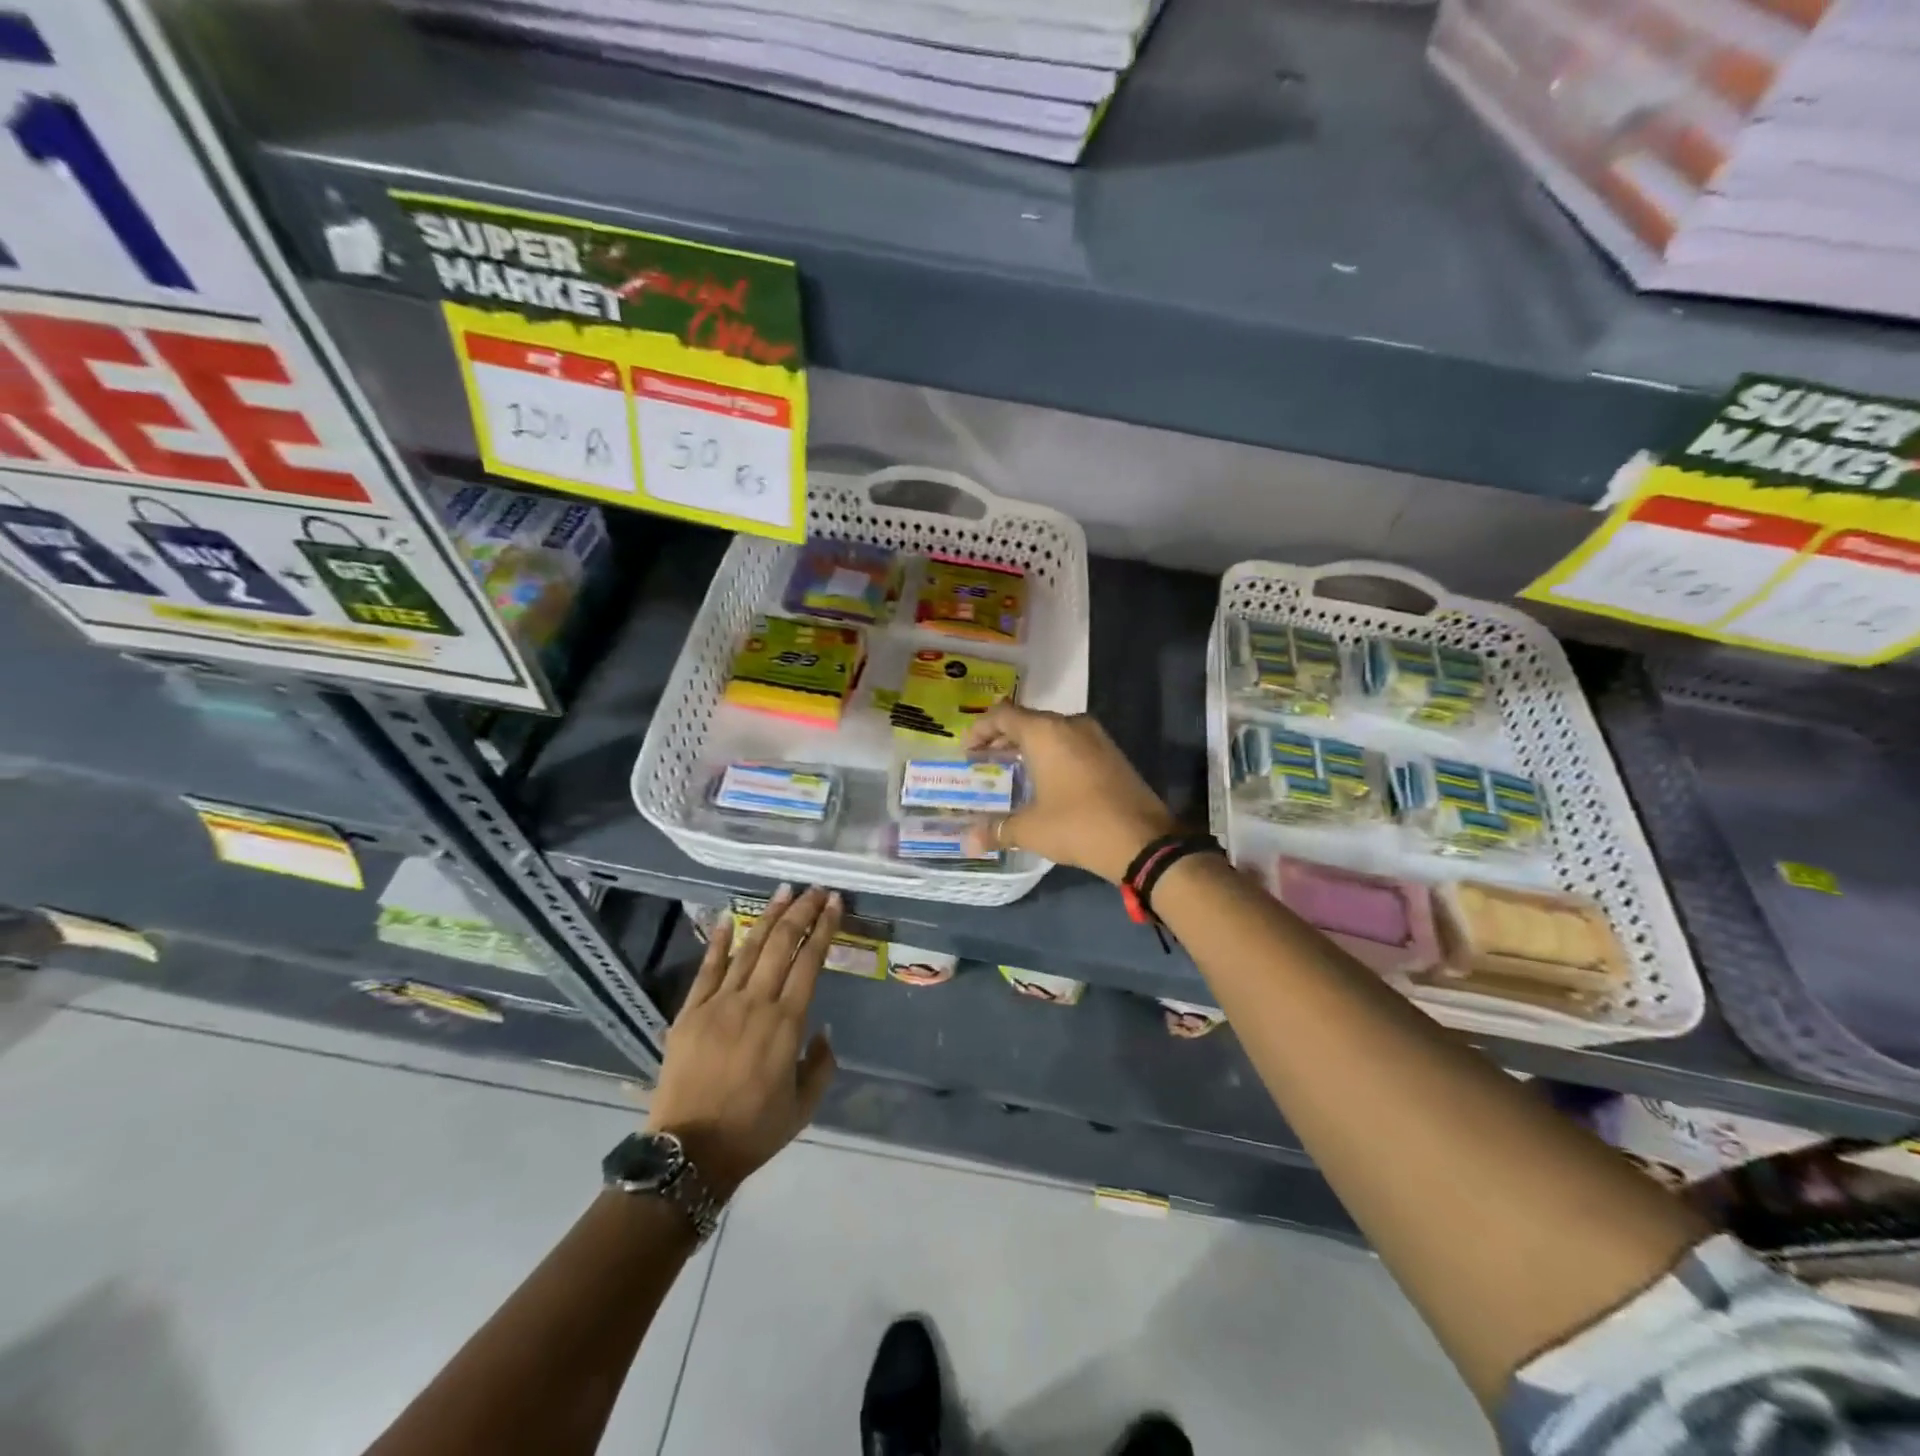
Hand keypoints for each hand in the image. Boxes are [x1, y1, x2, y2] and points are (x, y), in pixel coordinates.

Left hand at [646, 885, 840, 1197]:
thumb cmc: (753, 1131)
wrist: (690, 1154)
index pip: (810, 962)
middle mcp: (755, 1003)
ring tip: (784, 892)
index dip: (825, 929)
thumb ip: (821, 1064)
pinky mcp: (690, 1013)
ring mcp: (719, 1004)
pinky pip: (707, 969)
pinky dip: (720, 942)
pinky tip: (730, 918)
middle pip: (782, 944)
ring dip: (769, 917)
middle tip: (816, 890)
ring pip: (749, 949)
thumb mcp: (804, 1106)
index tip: (835, 904)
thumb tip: (821, 1030)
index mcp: (786, 1023)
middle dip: (802, 912)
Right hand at [966, 703, 1174, 883]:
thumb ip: (997, 829)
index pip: (1003, 715)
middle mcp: (1070, 725)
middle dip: (1003, 738)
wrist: (1143, 840)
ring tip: (1012, 768)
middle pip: (1028, 720)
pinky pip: (1072, 743)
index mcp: (1046, 733)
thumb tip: (967, 841)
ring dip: (1029, 745)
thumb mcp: (1031, 829)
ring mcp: (1096, 737)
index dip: (980, 729)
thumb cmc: (1078, 825)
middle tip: (984, 759)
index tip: (968, 750)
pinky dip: (1052, 753)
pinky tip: (1046, 778)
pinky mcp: (1112, 753)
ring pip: (1052, 731)